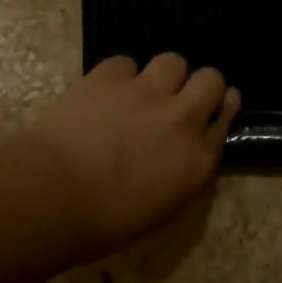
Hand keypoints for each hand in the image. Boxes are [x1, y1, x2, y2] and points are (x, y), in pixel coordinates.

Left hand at [30, 54, 239, 257]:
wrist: (57, 195)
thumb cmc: (106, 221)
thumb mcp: (161, 209)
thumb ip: (182, 175)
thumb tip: (181, 158)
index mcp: (198, 161)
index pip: (224, 122)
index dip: (220, 111)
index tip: (214, 109)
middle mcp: (182, 119)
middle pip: (210, 80)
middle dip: (199, 85)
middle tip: (179, 98)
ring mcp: (146, 93)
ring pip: (173, 61)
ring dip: (163, 75)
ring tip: (143, 90)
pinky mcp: (109, 77)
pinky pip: (125, 63)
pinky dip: (118, 76)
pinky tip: (104, 92)